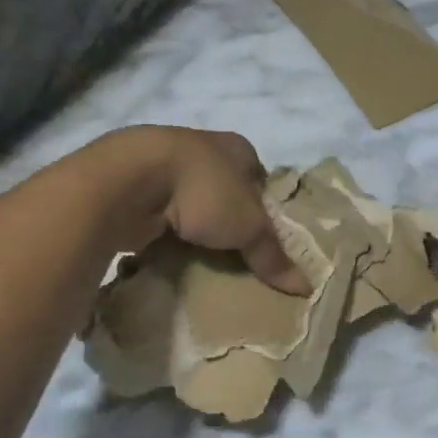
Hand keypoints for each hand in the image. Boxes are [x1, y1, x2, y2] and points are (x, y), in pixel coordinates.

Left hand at [98, 126, 309, 294]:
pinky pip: (159, 214)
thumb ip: (273, 256)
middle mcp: (201, 150)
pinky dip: (165, 233)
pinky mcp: (135, 187)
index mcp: (236, 148)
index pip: (260, 177)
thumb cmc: (204, 191)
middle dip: (228, 218)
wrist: (130, 180)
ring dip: (194, 226)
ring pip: (190, 202)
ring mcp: (164, 166)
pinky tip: (170, 255)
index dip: (265, 207)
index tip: (265, 239)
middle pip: (225, 190)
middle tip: (236, 255)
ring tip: (203, 259)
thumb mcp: (249, 227)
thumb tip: (306, 288)